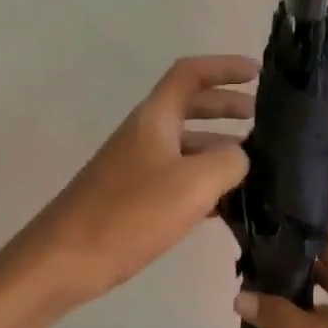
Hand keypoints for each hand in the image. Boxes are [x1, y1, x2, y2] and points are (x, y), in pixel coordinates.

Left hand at [23, 55, 255, 305]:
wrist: (66, 259)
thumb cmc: (130, 213)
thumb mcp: (193, 183)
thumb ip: (229, 162)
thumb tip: (240, 158)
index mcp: (155, 118)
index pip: (190, 74)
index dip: (223, 67)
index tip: (257, 73)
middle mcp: (146, 135)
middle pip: (191, 108)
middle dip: (227, 108)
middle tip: (261, 122)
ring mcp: (139, 168)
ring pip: (187, 147)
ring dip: (220, 148)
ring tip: (257, 166)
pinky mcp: (135, 200)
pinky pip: (179, 179)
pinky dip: (205, 183)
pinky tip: (230, 204)